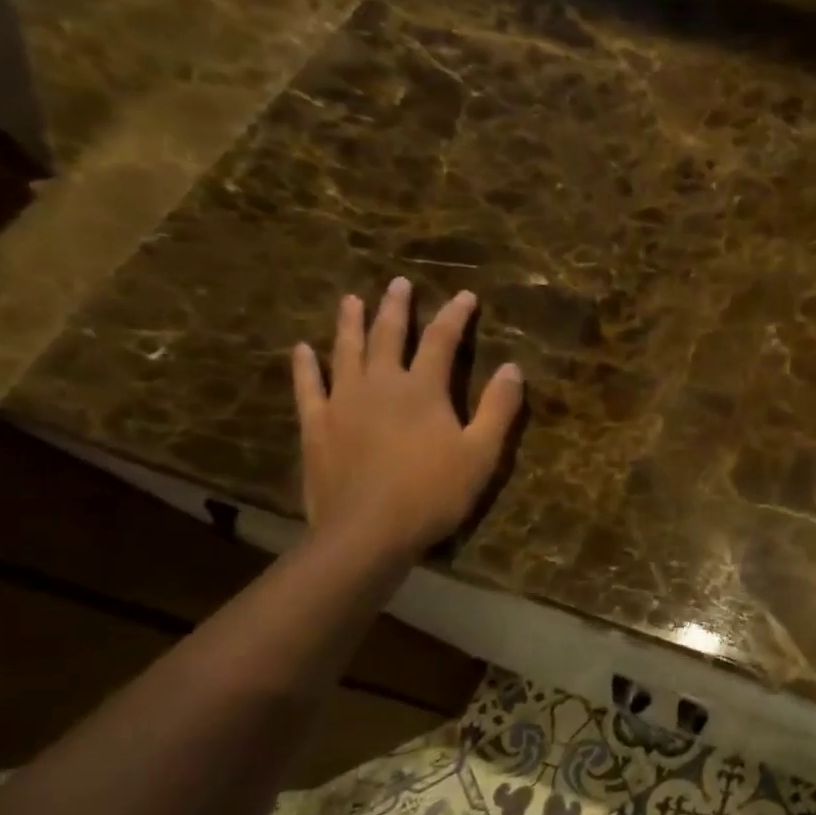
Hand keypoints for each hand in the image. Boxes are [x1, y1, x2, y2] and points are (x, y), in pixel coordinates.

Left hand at [291, 277, 523, 558]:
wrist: (367, 531)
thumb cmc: (433, 492)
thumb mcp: (481, 453)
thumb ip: (498, 409)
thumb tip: (512, 368)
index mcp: (422, 389)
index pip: (441, 341)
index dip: (454, 316)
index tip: (465, 296)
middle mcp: (379, 384)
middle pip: (387, 336)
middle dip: (396, 307)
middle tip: (398, 283)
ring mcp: (342, 403)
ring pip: (345, 352)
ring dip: (349, 323)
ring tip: (351, 300)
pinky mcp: (316, 426)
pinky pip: (308, 387)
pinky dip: (306, 366)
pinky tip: (303, 350)